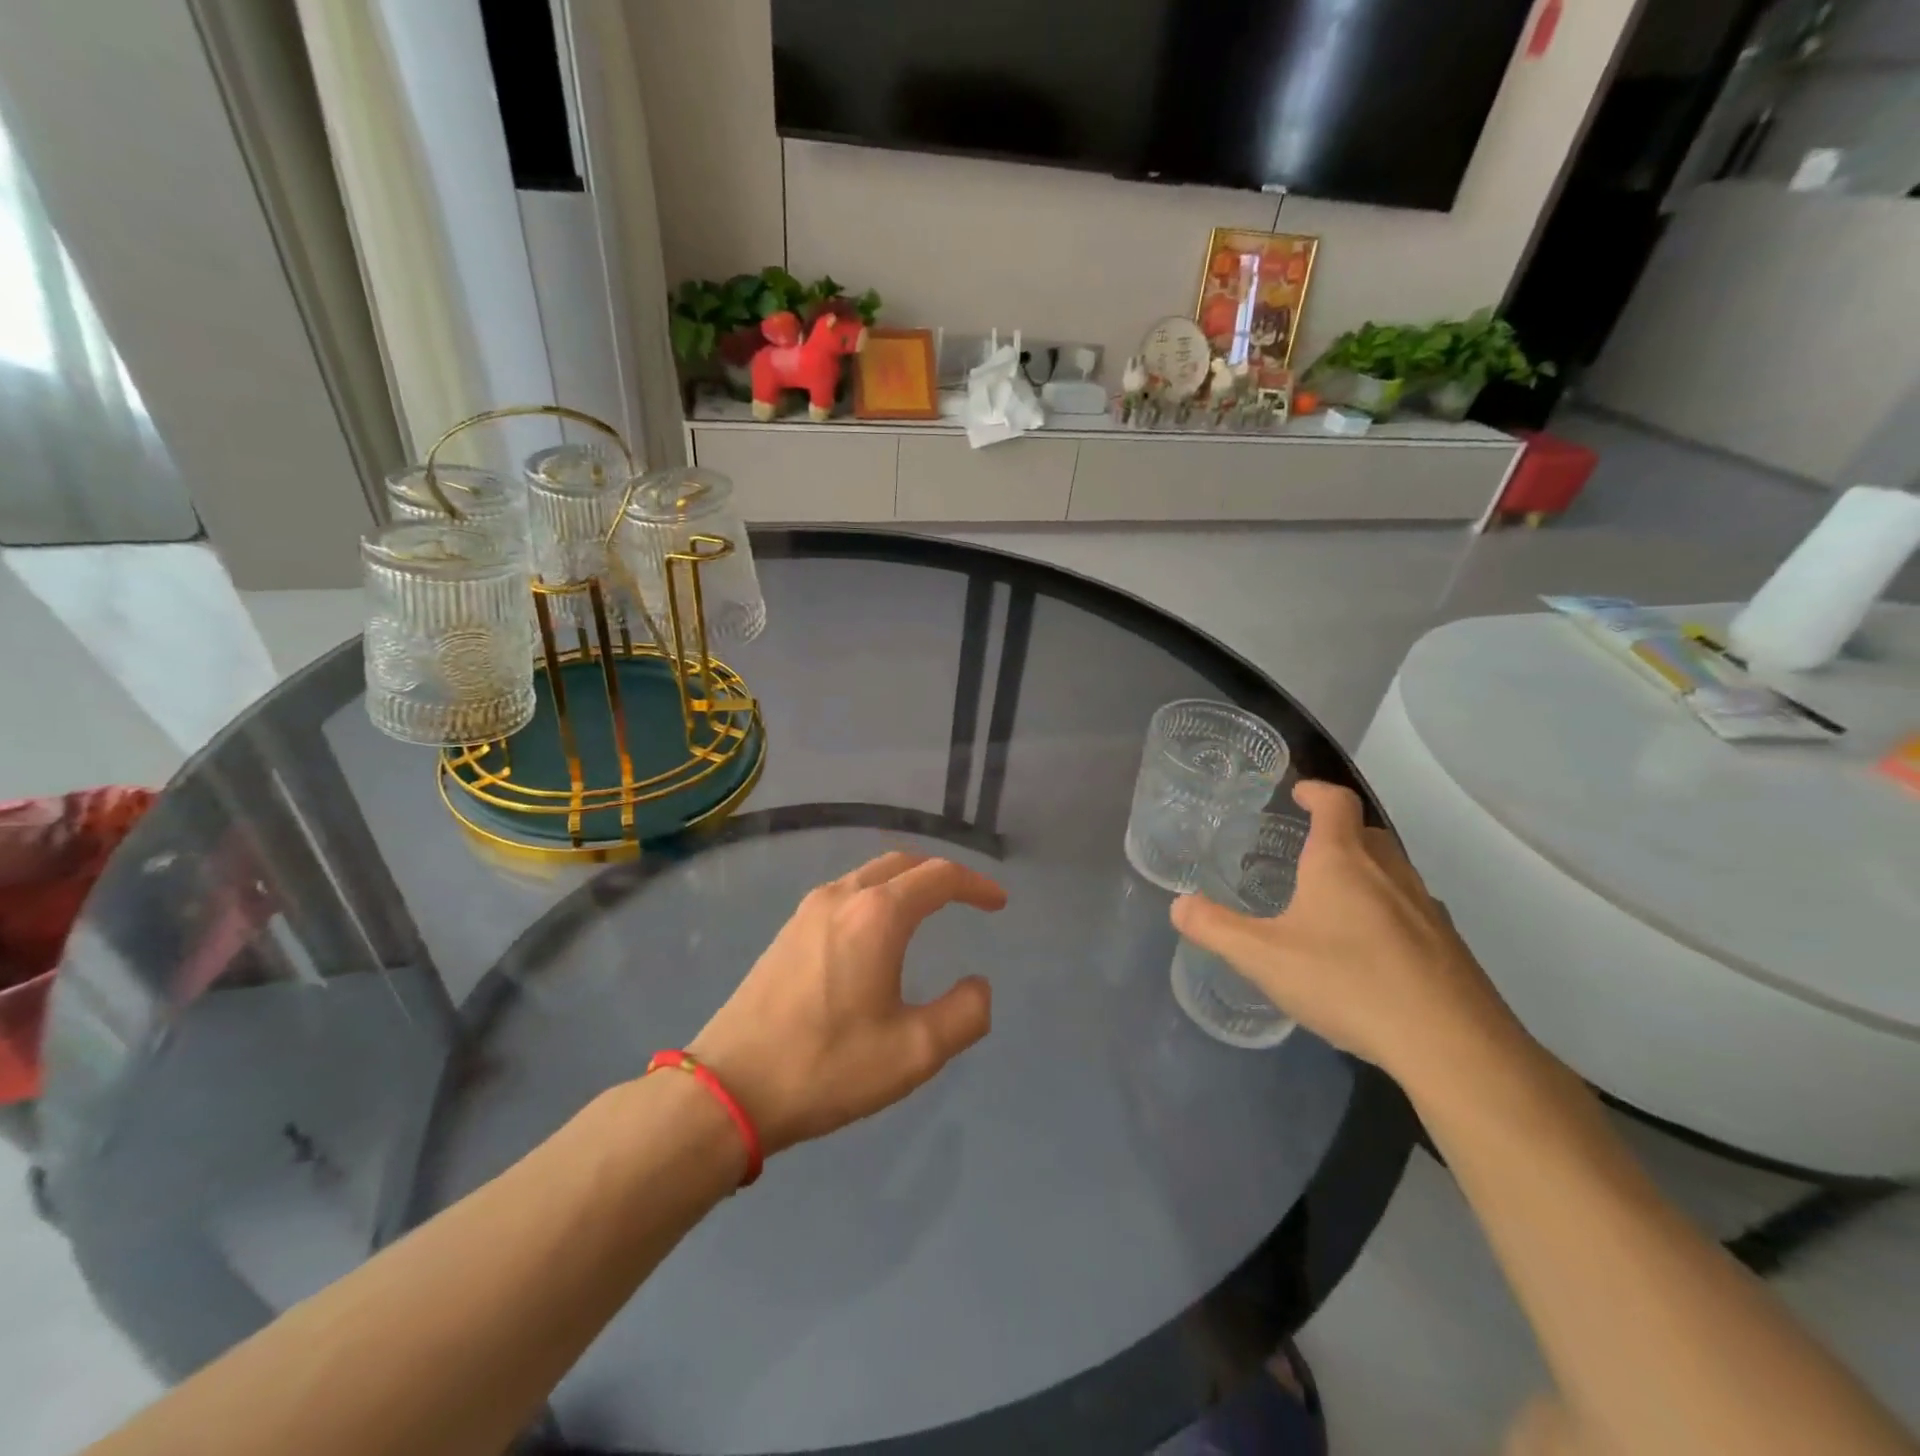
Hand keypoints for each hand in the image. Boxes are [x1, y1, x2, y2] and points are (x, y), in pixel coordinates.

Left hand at [688, 852, 1005, 1155]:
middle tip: (968, 899)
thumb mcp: (914, 1052)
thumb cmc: (827, 1066)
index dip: (975, 884)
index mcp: (877, 914)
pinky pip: (845, 892)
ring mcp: (808, 910)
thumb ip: (964, 1014)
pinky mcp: (788, 930)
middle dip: (940, 874)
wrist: (729, 1087)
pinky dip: (876, 895)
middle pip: (902, 863)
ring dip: (905, 882)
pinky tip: (877, 932)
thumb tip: (979, 986)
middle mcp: (842, 896)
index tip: (998, 903)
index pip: (938, 876)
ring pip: (870, 874)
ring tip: (928, 909)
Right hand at [1171, 781, 1525, 1092]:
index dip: (1317, 791)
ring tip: (1334, 901)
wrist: (1451, 1044)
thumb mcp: (1263, 957)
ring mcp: (1425, 909)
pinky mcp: (1448, 946)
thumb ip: (1216, 928)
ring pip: (1392, 872)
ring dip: (1365, 872)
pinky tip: (1369, 951)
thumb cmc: (1347, 981)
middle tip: (1308, 849)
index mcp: (1341, 861)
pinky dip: (1387, 912)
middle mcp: (1388, 873)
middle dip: (1338, 832)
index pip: (1336, 803)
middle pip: (1366, 833)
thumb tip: (1179, 905)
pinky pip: (1411, 911)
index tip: (1299, 792)